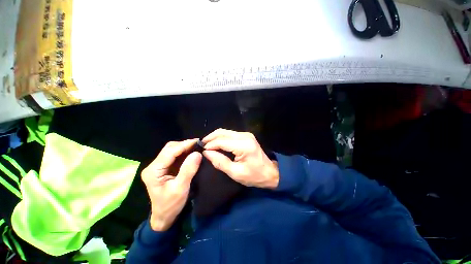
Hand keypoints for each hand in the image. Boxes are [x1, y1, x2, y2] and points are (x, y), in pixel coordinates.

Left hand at [141, 139, 201, 231]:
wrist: (164, 217)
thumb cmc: (171, 205)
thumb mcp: (181, 188)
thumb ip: (188, 170)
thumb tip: (197, 153)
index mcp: (153, 171)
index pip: (169, 152)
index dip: (184, 145)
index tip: (197, 141)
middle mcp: (154, 166)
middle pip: (169, 149)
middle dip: (184, 145)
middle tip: (198, 144)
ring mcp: (158, 167)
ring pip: (172, 151)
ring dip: (184, 148)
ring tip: (196, 147)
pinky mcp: (164, 168)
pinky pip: (175, 156)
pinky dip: (184, 153)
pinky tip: (191, 152)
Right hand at [202, 129, 278, 188]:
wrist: (270, 172)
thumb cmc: (254, 175)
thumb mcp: (235, 173)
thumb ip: (220, 162)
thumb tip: (206, 153)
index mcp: (243, 145)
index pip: (221, 141)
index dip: (210, 145)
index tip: (201, 151)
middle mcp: (245, 136)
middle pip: (222, 132)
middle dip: (210, 138)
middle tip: (202, 145)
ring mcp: (246, 134)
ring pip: (225, 132)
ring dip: (215, 137)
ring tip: (207, 145)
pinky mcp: (246, 136)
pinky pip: (230, 134)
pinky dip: (221, 138)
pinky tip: (217, 143)